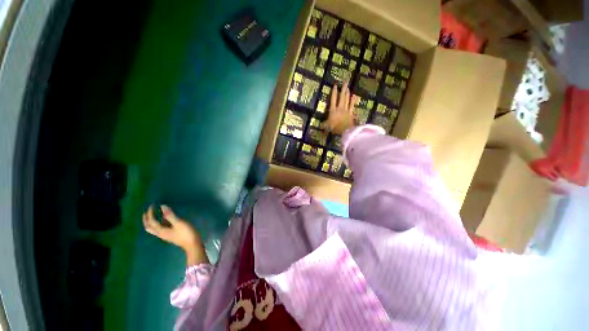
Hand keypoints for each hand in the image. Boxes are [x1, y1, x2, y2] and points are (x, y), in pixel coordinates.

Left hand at [142, 205, 208, 265]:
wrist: (192, 244)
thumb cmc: (186, 233)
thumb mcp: (179, 223)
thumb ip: (170, 215)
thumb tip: (162, 206)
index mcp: (161, 231)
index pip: (152, 221)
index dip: (150, 213)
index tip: (152, 205)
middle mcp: (160, 233)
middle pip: (149, 227)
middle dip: (146, 219)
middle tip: (147, 211)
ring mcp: (165, 235)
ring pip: (154, 228)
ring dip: (152, 221)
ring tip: (154, 213)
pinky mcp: (170, 234)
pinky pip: (161, 228)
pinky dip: (160, 222)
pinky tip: (165, 218)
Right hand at [322, 81, 359, 134]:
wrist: (345, 130)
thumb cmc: (335, 128)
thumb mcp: (327, 127)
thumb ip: (323, 125)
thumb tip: (319, 125)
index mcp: (333, 110)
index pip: (333, 99)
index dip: (334, 92)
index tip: (335, 85)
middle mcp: (340, 108)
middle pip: (342, 97)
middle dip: (343, 89)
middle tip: (345, 81)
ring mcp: (346, 110)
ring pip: (347, 100)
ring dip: (347, 93)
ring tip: (348, 87)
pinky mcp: (351, 113)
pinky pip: (352, 106)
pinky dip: (353, 101)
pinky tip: (354, 96)